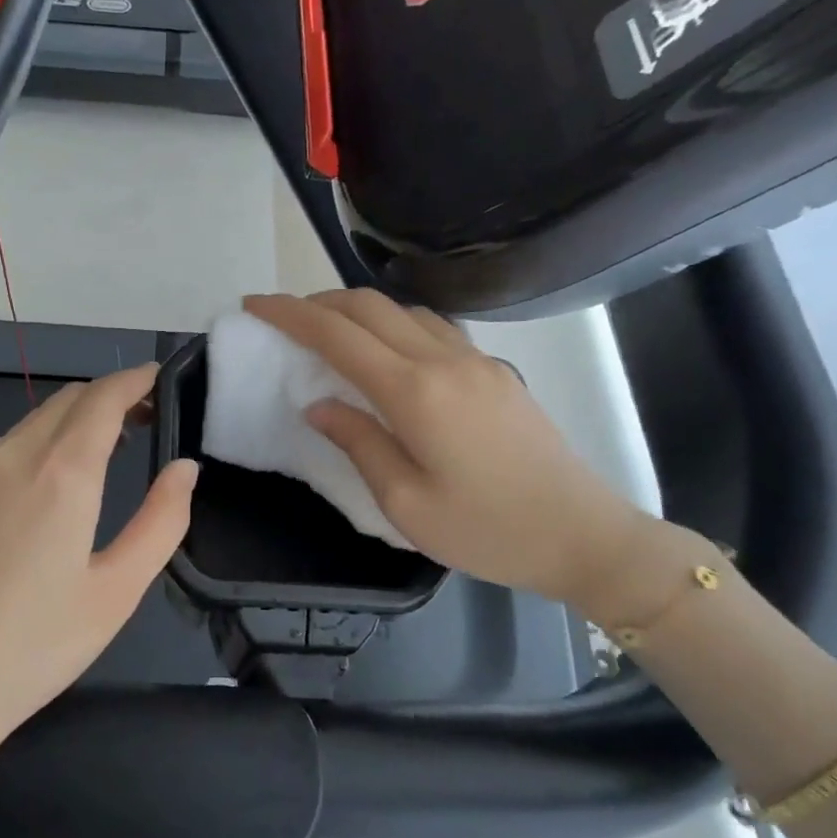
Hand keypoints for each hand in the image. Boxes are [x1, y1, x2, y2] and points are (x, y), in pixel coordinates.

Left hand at [0, 364, 198, 757]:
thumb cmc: (33, 645)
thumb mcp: (117, 591)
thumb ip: (161, 521)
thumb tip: (184, 468)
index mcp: (62, 472)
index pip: (104, 397)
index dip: (137, 380)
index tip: (163, 380)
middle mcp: (15, 454)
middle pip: (70, 398)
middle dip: (112, 396)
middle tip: (149, 419)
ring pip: (36, 418)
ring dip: (77, 416)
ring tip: (110, 447)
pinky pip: (9, 443)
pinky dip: (44, 438)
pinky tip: (54, 477)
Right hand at [243, 292, 653, 609]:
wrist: (582, 535)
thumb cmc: (486, 530)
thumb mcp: (405, 502)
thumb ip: (358, 442)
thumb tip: (319, 404)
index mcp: (415, 391)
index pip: (337, 334)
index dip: (290, 314)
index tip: (254, 305)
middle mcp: (444, 359)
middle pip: (369, 306)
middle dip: (318, 302)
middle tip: (283, 320)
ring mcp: (475, 360)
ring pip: (403, 310)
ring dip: (357, 310)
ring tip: (328, 333)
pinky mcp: (494, 371)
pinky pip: (432, 327)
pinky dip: (393, 324)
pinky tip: (386, 350)